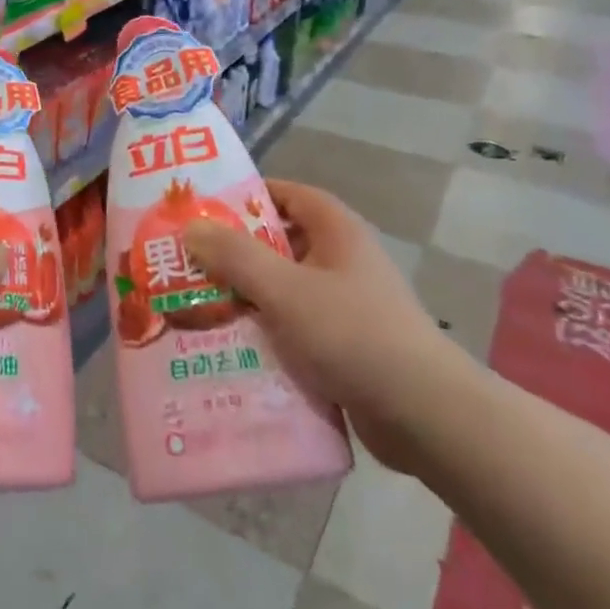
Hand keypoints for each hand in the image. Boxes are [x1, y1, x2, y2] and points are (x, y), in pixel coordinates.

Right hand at [184, 180, 475, 471]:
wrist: (423, 414)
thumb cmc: (352, 334)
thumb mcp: (285, 289)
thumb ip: (236, 256)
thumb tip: (191, 226)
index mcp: (337, 232)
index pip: (288, 194)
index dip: (247, 196)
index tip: (203, 210)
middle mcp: (342, 261)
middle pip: (280, 243)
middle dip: (234, 253)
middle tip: (186, 263)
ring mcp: (344, 304)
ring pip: (282, 289)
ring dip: (244, 297)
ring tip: (194, 307)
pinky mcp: (343, 345)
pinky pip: (293, 327)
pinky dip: (264, 333)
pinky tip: (228, 348)